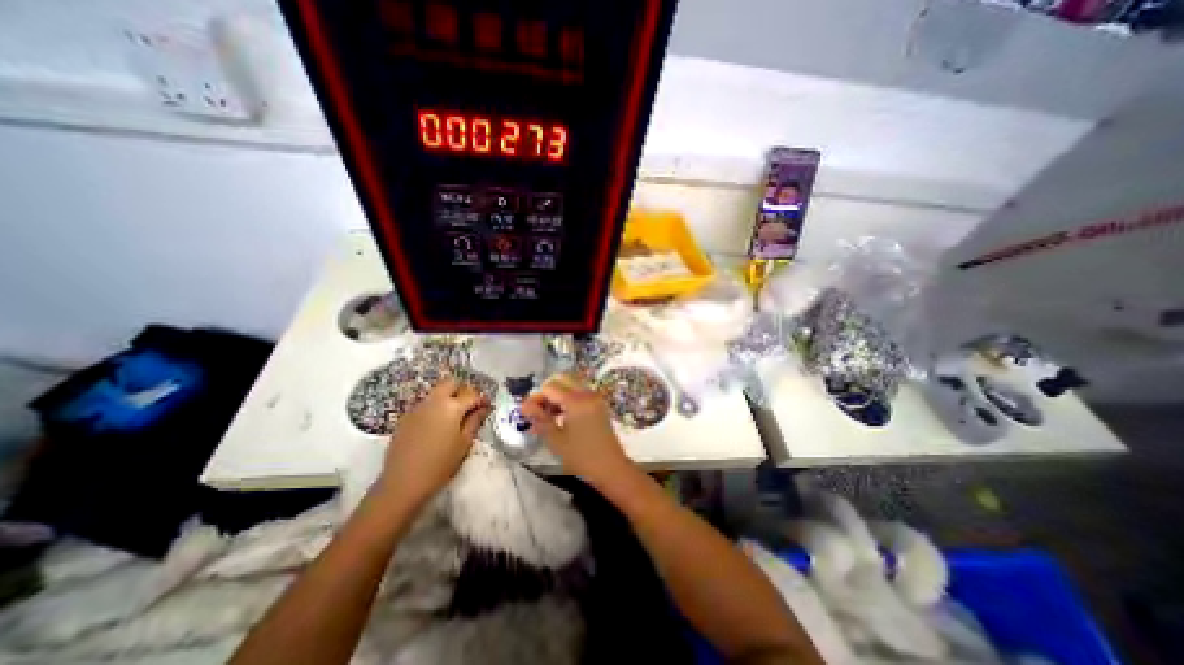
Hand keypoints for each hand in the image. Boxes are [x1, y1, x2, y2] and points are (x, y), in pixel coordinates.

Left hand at [375, 380, 492, 507]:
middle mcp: (434, 401)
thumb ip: (475, 421)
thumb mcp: (464, 443)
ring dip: (447, 397)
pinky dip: (434, 407)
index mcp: (451, 407)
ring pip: (436, 392)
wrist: (403, 483)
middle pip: (451, 383)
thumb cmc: (440, 465)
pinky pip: (424, 404)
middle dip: (462, 390)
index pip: (472, 394)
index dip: (482, 399)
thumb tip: (483, 408)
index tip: (486, 407)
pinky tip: (436, 425)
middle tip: (469, 406)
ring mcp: (417, 408)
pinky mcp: (405, 417)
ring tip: (453, 416)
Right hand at [518, 373, 627, 483]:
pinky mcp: (598, 404)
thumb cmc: (581, 456)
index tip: (527, 413)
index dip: (536, 398)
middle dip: (546, 393)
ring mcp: (594, 398)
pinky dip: (567, 400)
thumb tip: (524, 405)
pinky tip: (559, 418)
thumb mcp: (556, 440)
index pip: (550, 388)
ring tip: (546, 418)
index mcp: (576, 400)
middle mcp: (587, 393)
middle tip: (538, 412)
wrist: (611, 468)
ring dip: (556, 396)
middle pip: (561, 380)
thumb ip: (539, 419)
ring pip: (570, 386)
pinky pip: (578, 394)